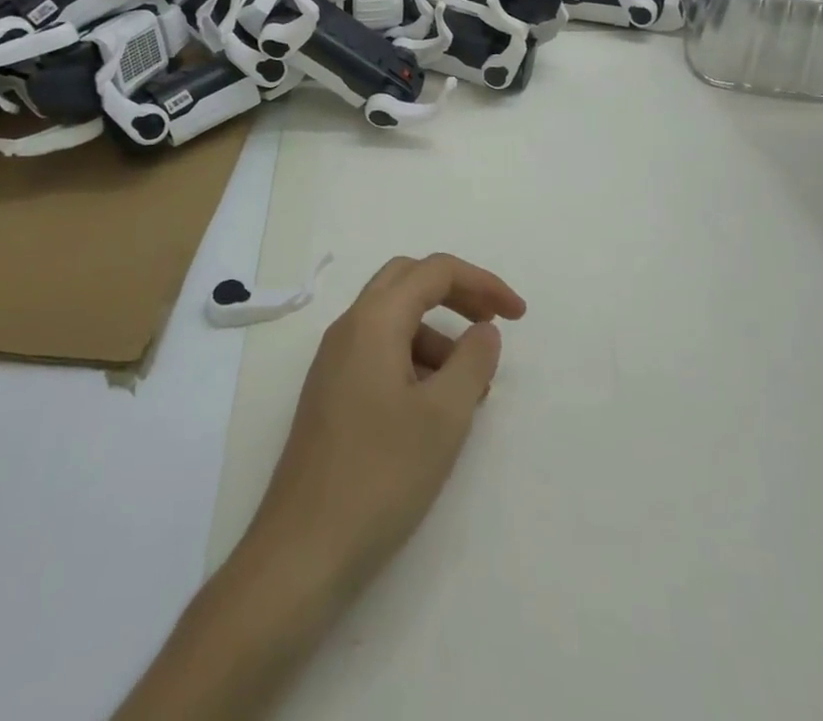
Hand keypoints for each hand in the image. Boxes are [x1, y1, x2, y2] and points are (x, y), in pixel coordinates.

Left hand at [242, 253, 525, 601]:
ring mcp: (334, 361)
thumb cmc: (380, 476)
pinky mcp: (331, 393)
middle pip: (408, 281)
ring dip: (437, 333)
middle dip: (456, 293)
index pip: (434, 271)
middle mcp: (349, 328)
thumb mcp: (444, 417)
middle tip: (493, 323)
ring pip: (393, 319)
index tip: (518, 315)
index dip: (482, 282)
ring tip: (472, 385)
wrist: (303, 552)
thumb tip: (484, 330)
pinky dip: (415, 360)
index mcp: (373, 320)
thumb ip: (473, 361)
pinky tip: (436, 407)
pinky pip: (379, 352)